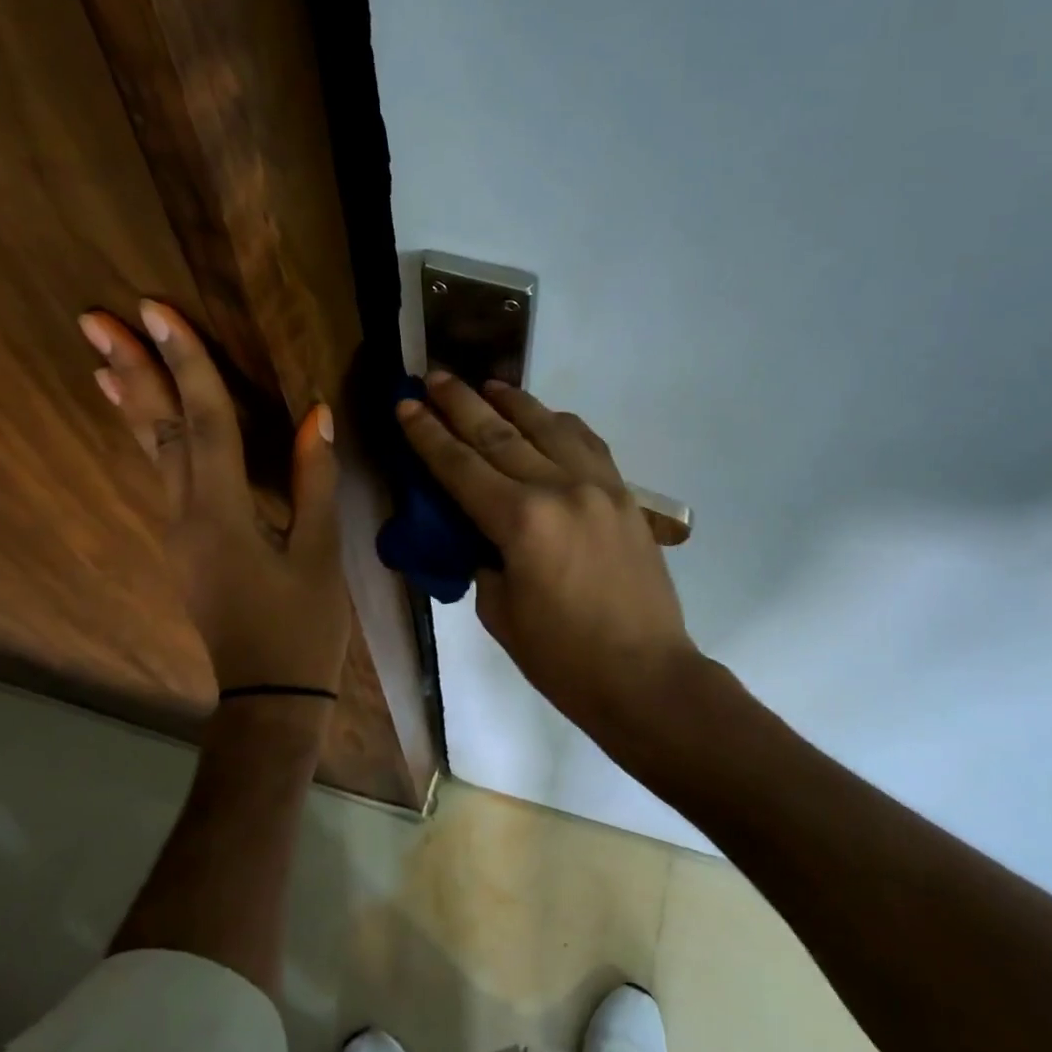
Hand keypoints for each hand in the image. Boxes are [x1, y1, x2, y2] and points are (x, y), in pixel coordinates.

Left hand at [81, 301, 349, 703]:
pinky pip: (162, 476)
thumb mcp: (321, 551)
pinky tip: (142, 420)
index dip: (186, 363)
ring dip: (133, 400)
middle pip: (159, 431)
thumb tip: (316, 414)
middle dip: (134, 370)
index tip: (158, 312)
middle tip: (98, 318)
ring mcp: (178, 531)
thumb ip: (316, 479)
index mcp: (223, 512)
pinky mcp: (185, 544)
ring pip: (151, 453)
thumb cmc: (303, 626)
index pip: (205, 422)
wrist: (270, 695)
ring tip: (105, 356)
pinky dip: (149, 438)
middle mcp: (186, 514)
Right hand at [397, 372, 697, 733]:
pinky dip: (560, 424)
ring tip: (486, 383)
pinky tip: (546, 417)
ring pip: (549, 426)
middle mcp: (560, 488)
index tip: (405, 402)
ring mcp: (599, 486)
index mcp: (521, 521)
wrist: (646, 676)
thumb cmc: (563, 658)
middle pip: (500, 433)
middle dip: (460, 402)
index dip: (427, 433)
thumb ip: (484, 557)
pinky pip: (588, 444)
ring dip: (513, 401)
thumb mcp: (500, 612)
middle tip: (433, 375)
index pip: (461, 465)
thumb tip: (480, 528)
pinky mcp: (626, 496)